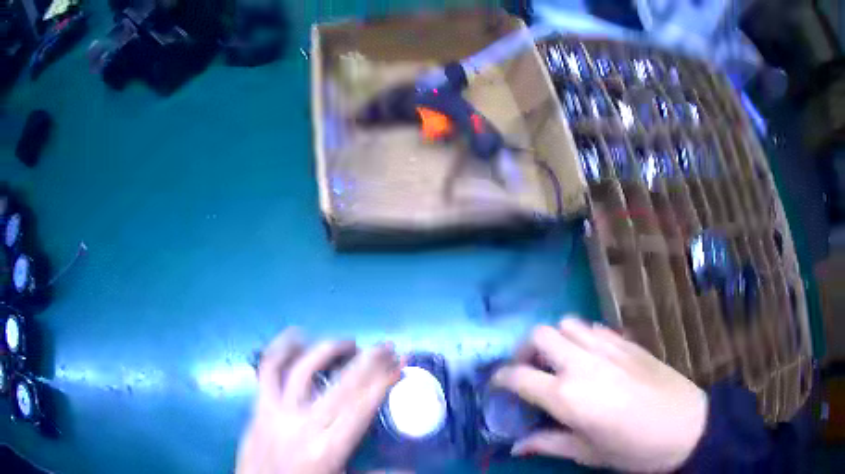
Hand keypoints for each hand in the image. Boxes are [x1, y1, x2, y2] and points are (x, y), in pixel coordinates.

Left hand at [236, 329, 400, 473]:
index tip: (399, 363)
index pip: (360, 407)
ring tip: (349, 343)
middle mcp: (303, 425)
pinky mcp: (259, 406)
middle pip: (340, 385)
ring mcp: (277, 411)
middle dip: (367, 361)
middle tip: (386, 346)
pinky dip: (280, 349)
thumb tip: (415, 470)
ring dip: (328, 350)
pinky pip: (267, 370)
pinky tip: (296, 336)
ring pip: (303, 370)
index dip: (381, 382)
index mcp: (328, 448)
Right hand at [494, 317, 707, 472]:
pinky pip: (594, 327)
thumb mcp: (586, 453)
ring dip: (555, 339)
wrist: (685, 426)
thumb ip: (548, 444)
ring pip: (567, 323)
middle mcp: (582, 364)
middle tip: (529, 371)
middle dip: (525, 351)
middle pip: (540, 335)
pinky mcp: (627, 342)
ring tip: (559, 361)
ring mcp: (607, 348)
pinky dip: (581, 336)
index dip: (500, 378)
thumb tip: (516, 446)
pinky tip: (590, 357)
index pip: (519, 376)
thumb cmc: (633, 449)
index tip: (496, 384)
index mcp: (567, 396)